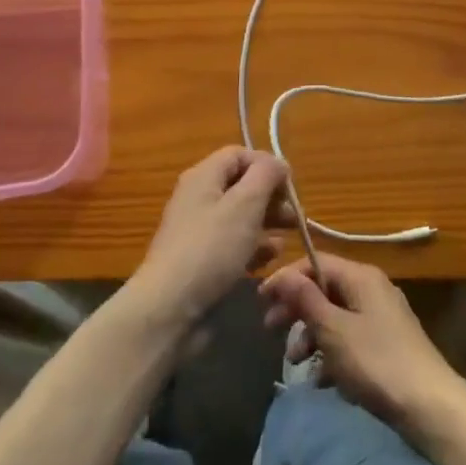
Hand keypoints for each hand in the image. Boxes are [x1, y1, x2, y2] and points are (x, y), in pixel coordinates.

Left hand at [127, 147, 289, 331]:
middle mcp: (199, 198)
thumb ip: (266, 175)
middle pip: (242, 185)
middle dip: (271, 197)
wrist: (170, 309)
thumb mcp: (245, 204)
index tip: (289, 186)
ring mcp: (199, 231)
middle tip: (295, 216)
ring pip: (241, 217)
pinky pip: (234, 245)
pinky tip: (267, 261)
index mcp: (204, 177)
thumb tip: (279, 163)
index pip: (240, 155)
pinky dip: (253, 248)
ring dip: (267, 224)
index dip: (267, 165)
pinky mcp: (203, 261)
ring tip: (286, 239)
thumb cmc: (211, 249)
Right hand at [260, 254, 465, 433]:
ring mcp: (382, 316)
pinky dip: (332, 353)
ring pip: (335, 316)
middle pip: (324, 289)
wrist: (430, 405)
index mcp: (361, 276)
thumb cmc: (376, 362)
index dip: (286, 278)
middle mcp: (372, 288)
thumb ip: (306, 300)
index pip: (315, 262)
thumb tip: (284, 275)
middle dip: (296, 309)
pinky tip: (322, 380)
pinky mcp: (386, 343)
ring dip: (311, 335)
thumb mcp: (334, 331)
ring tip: (296, 363)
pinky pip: (349, 338)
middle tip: (270, 331)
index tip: (260, 300)